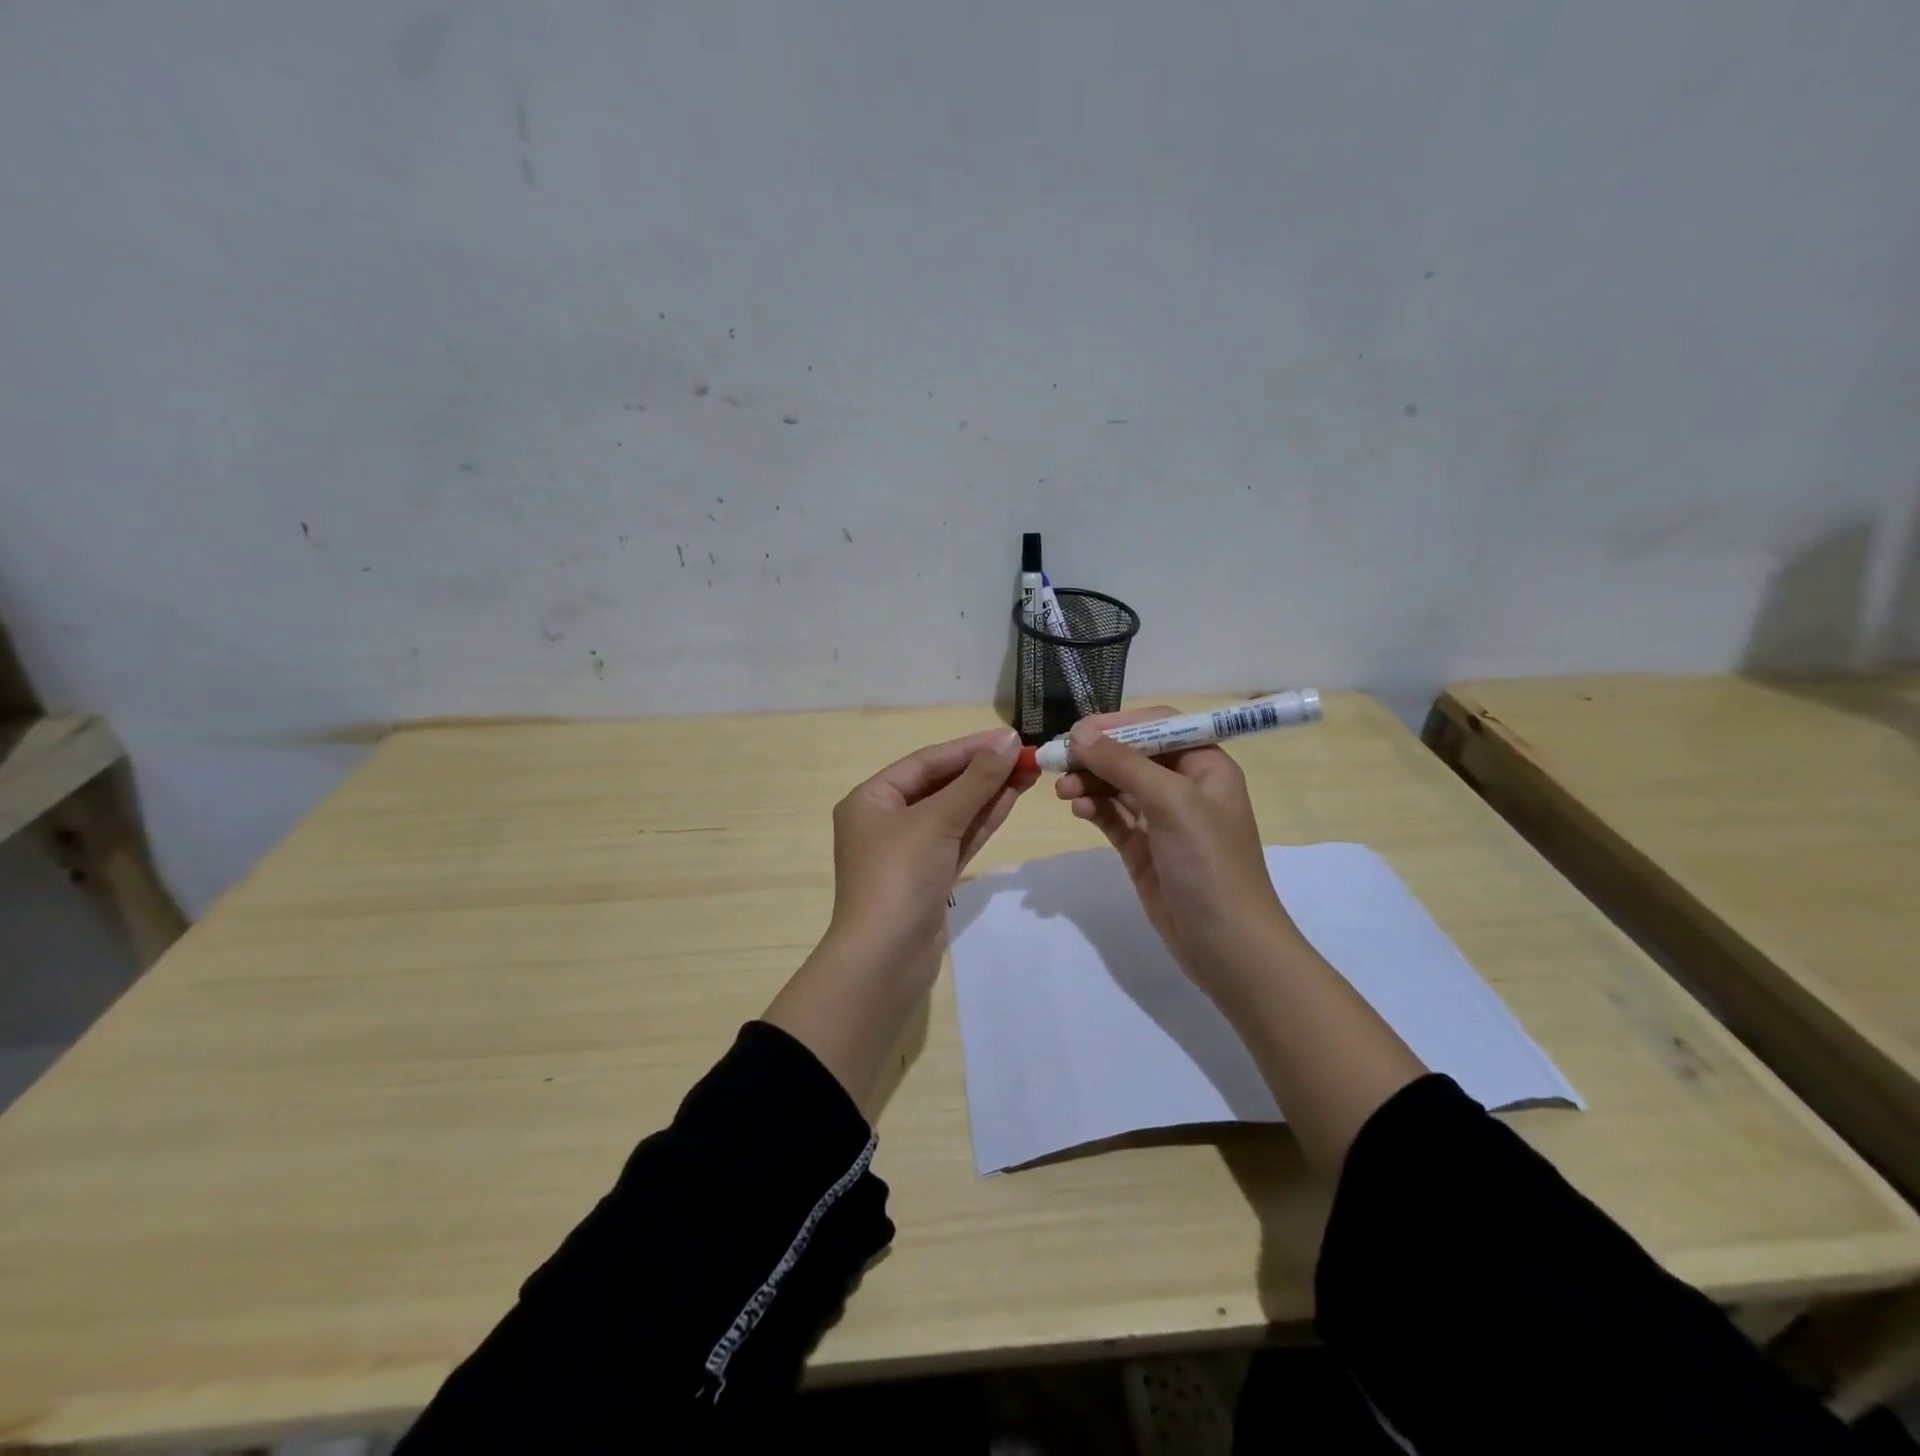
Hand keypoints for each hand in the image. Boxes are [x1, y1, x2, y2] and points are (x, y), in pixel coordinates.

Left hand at [827, 725, 1036, 961]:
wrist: (885, 959)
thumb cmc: (900, 876)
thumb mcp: (937, 820)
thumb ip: (975, 781)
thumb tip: (1008, 742)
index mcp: (871, 799)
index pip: (925, 762)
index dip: (969, 748)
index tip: (1010, 738)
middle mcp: (886, 820)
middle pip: (940, 785)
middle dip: (982, 771)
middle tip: (1026, 755)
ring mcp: (908, 851)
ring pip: (953, 813)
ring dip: (988, 793)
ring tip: (1028, 772)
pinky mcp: (929, 877)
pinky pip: (958, 839)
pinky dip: (982, 821)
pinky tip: (1011, 800)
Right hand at [1056, 707, 1299, 999]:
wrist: (1226, 944)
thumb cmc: (1209, 863)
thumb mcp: (1171, 803)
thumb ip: (1124, 765)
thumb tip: (1079, 735)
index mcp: (1205, 765)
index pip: (1158, 726)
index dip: (1117, 724)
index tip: (1076, 731)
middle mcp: (1184, 786)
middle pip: (1132, 754)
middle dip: (1096, 755)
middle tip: (1058, 760)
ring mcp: (1162, 819)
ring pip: (1117, 785)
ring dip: (1089, 781)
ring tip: (1062, 790)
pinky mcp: (1143, 848)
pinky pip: (1112, 816)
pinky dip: (1093, 808)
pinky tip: (1077, 808)